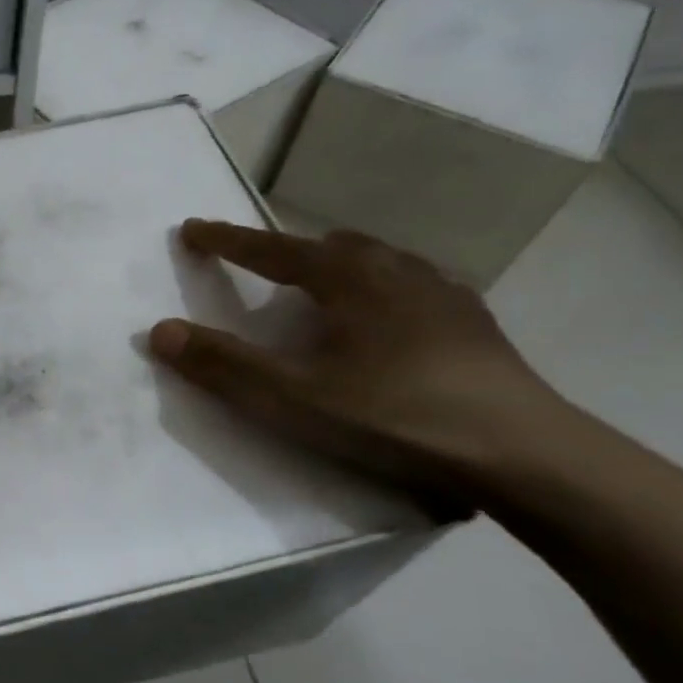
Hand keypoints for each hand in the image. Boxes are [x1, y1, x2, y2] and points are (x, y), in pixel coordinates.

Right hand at [148, 221, 566, 506]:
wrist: (521, 453)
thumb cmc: (395, 416)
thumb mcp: (293, 398)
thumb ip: (224, 365)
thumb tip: (160, 330)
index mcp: (349, 278)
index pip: (271, 249)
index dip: (227, 240)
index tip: (191, 229)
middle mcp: (396, 270)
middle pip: (329, 246)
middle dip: (287, 253)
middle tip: (260, 273)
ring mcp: (443, 293)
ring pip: (377, 262)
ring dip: (337, 269)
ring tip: (321, 296)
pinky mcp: (473, 323)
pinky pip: (412, 287)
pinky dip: (380, 293)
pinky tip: (386, 326)